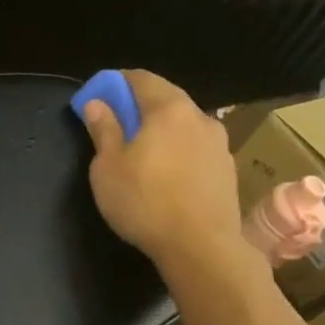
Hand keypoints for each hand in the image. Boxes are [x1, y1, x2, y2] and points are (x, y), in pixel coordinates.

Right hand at [80, 69, 256, 278]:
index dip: (117, 82)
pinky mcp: (227, 169)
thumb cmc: (145, 202)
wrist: (202, 246)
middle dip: (141, 105)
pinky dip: (179, 151)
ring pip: (184, 125)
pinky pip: (197, 148)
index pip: (141, 79)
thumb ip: (103, 130)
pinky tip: (168, 173)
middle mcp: (199, 117)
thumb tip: (96, 103)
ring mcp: (219, 143)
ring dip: (163, 130)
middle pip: (166, 99)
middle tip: (118, 123)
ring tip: (144, 152)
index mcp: (168, 109)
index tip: (100, 95)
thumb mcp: (108, 167)